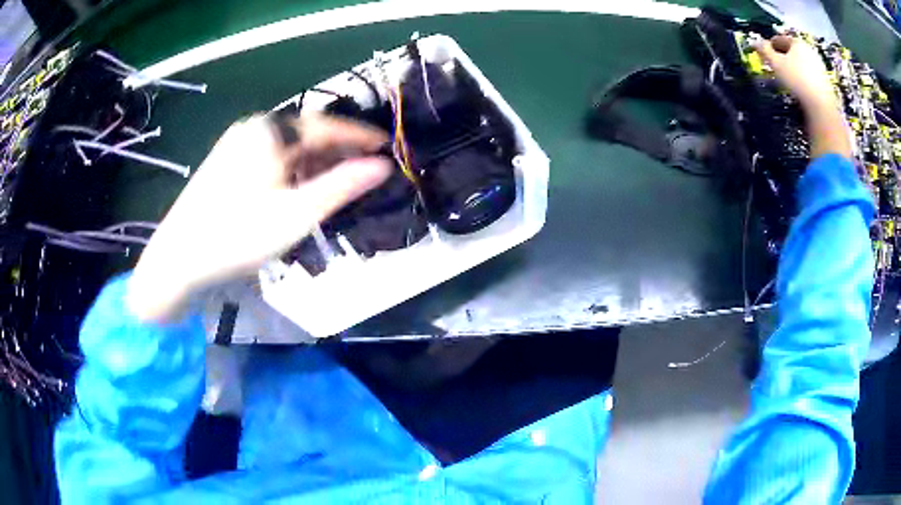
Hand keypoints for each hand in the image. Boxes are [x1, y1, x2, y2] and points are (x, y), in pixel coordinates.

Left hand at [128, 112, 390, 322]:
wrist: (179, 259)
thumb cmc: (238, 235)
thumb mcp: (296, 214)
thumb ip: (341, 186)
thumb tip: (381, 166)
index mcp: (270, 131)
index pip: (326, 125)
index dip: (359, 135)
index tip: (386, 145)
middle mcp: (253, 128)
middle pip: (306, 133)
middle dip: (337, 150)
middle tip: (364, 169)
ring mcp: (236, 145)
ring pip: (287, 147)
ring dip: (314, 161)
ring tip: (336, 183)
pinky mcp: (226, 163)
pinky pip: (270, 157)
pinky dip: (291, 168)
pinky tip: (298, 188)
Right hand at [755, 35, 850, 158]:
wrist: (824, 115)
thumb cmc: (799, 86)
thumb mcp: (777, 67)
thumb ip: (764, 53)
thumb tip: (752, 42)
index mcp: (799, 47)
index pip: (783, 40)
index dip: (773, 45)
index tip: (766, 54)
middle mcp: (812, 58)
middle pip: (795, 54)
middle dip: (785, 60)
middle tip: (776, 70)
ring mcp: (822, 77)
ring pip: (805, 71)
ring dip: (795, 75)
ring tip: (787, 86)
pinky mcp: (828, 95)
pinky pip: (812, 85)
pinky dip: (805, 88)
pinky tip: (801, 98)